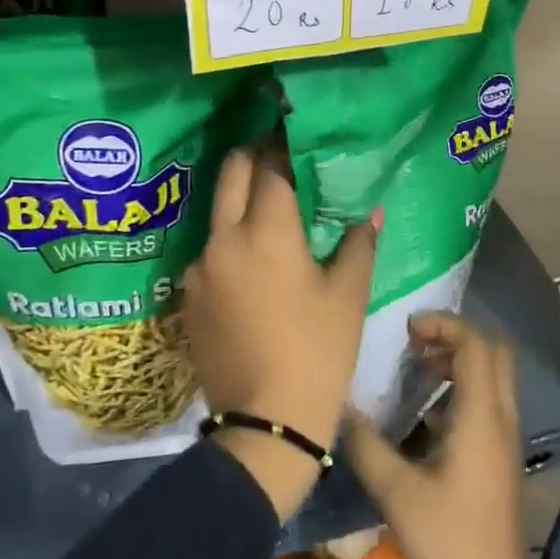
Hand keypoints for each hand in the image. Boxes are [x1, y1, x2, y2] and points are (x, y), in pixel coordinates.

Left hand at [182, 144, 376, 519]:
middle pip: (232, 171)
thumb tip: (371, 210)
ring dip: (241, 197)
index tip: (299, 133)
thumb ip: (358, 243)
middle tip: (281, 155)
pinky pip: (210, 249)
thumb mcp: (348, 296)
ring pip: (217, 210)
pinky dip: (231, 239)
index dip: (286, 144)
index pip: (272, 165)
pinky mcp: (188, 295)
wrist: (264, 425)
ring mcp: (199, 267)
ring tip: (270, 208)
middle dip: (255, 154)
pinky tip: (253, 260)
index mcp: (266, 231)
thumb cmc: (317, 353)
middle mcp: (224, 238)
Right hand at [346, 312, 559, 558]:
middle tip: (415, 341)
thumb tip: (341, 406)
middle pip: (494, 351)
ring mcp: (505, 439)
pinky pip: (487, 400)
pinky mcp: (500, 457)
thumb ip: (366, 445)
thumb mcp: (397, 493)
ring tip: (415, 367)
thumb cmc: (448, 544)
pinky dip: (461, 387)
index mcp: (482, 416)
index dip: (444, 323)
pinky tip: (425, 411)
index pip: (476, 344)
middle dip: (456, 335)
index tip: (407, 328)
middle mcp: (501, 418)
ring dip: (459, 360)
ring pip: (493, 375)